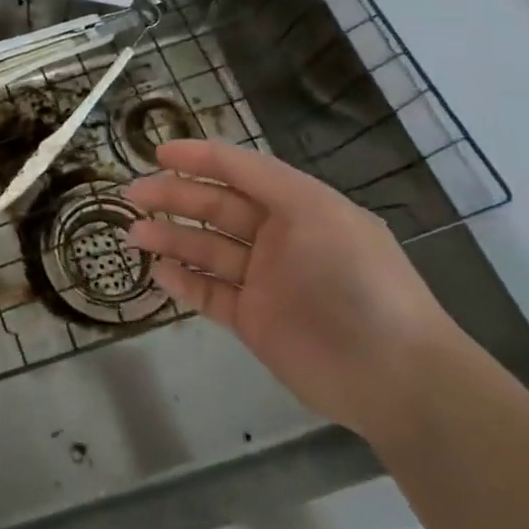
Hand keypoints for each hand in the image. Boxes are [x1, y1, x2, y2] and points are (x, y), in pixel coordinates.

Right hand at [125, 137, 461, 438]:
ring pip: (206, 250)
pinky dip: (184, 281)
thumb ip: (263, 179)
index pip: (240, 173)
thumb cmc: (356, 279)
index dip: (199, 159)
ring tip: (134, 233)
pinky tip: (160, 272)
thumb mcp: (316, 211)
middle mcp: (278, 239)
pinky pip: (210, 294)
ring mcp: (265, 281)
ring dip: (170, 238)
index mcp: (298, 207)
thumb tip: (216, 158)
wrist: (395, 375)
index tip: (157, 153)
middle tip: (133, 193)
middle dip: (173, 197)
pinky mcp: (254, 321)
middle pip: (215, 209)